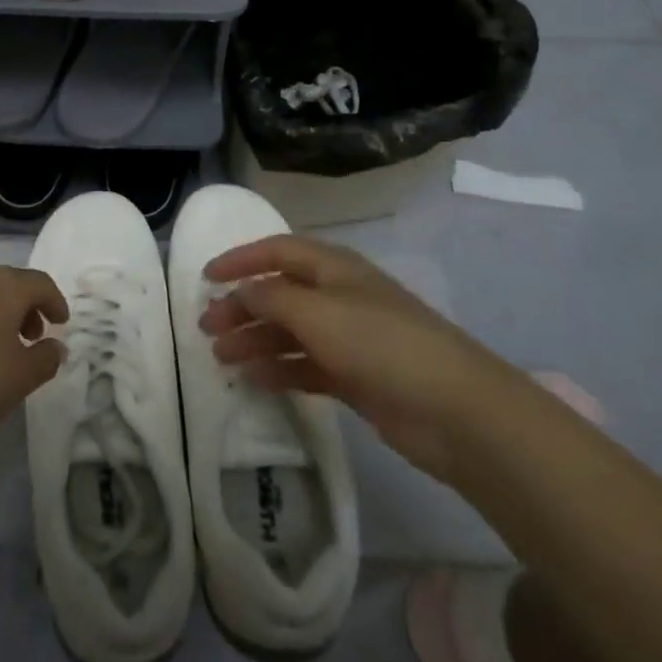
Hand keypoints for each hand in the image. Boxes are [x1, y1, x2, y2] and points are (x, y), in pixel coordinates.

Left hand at [0, 266, 67, 447]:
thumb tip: (55, 345)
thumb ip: (47, 358)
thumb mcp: (21, 378)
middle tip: (33, 336)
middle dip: (27, 307)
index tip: (61, 323)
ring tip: (2, 346)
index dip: (56, 302)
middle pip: (11, 283)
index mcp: (6, 285)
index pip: (41, 283)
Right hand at [200, 235, 527, 477]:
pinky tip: (255, 379)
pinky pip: (306, 365)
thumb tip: (240, 291)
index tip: (206, 277)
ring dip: (255, 340)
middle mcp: (338, 296)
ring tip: (221, 357)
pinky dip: (280, 368)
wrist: (455, 410)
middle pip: (280, 293)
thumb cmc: (381, 344)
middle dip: (242, 307)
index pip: (277, 251)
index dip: (240, 259)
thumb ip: (272, 299)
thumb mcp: (318, 313)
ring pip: (290, 331)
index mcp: (333, 268)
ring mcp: (349, 338)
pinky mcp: (355, 376)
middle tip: (207, 327)